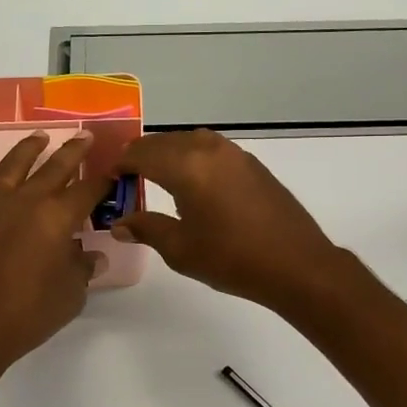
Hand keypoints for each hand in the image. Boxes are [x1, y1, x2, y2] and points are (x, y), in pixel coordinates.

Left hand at [0, 132, 109, 370]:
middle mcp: (24, 202)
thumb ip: (83, 269)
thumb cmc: (31, 314)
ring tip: (40, 138)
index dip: (103, 181)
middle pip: (54, 167)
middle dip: (74, 151)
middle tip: (85, 136)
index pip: (88, 190)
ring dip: (28, 150)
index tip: (113, 173)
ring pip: (11, 167)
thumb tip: (92, 256)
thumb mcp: (72, 294)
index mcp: (57, 217)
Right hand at [112, 130, 347, 313]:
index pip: (141, 153)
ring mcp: (235, 154)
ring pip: (189, 141)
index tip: (108, 177)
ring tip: (157, 177)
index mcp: (187, 166)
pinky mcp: (252, 164)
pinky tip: (192, 183)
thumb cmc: (233, 259)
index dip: (121, 163)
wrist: (297, 264)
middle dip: (141, 155)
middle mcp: (209, 149)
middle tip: (127, 178)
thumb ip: (147, 228)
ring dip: (168, 153)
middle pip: (164, 142)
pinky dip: (192, 157)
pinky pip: (211, 149)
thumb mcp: (181, 249)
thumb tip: (120, 223)